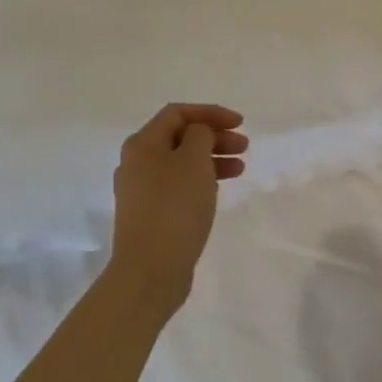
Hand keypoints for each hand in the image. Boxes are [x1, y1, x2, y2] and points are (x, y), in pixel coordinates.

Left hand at [109, 103, 247, 309]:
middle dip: (214, 136)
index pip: (177, 113)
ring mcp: (141, 191)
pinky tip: (218, 189)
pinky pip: (179, 185)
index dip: (210, 112)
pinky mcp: (150, 214)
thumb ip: (200, 135)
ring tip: (240, 169)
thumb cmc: (174, 207)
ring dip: (212, 159)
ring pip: (181, 163)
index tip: (240, 123)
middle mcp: (136, 163)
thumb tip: (198, 134)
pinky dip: (201, 180)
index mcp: (142, 144)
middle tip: (244, 146)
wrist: (150, 269)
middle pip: (180, 137)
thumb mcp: (194, 160)